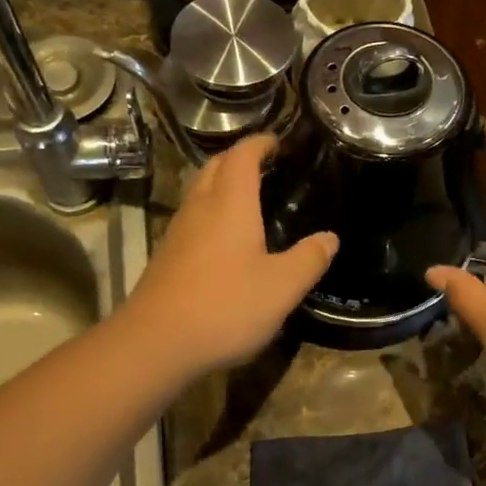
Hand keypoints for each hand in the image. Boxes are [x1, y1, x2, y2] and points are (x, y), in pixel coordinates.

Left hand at [125, 133, 337, 372]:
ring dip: (221, 185)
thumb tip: (330, 238)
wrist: (155, 343)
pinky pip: (191, 219)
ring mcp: (177, 232)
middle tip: (264, 166)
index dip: (259, 143)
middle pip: (214, 167)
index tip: (277, 142)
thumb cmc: (225, 307)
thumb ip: (309, 259)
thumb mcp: (282, 287)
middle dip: (238, 159)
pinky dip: (210, 213)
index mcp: (230, 204)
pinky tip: (224, 240)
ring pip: (199, 193)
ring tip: (248, 199)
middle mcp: (199, 208)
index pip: (242, 156)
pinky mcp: (166, 257)